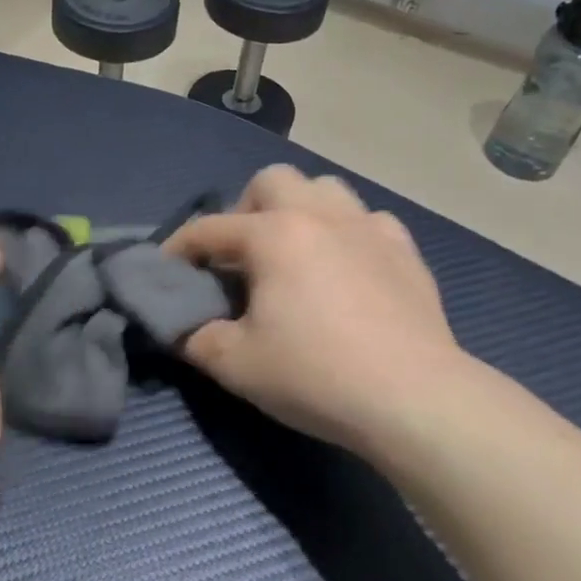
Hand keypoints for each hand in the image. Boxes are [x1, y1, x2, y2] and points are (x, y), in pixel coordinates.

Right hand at [165, 166, 482, 458]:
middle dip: (246, 209)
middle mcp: (320, 215)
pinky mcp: (405, 250)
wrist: (414, 398)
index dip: (179, 246)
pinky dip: (346, 233)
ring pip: (324, 189)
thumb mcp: (235, 364)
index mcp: (274, 235)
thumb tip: (181, 326)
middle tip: (242, 256)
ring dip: (299, 209)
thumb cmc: (316, 376)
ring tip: (294, 252)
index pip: (210, 229)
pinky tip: (346, 267)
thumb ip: (194, 337)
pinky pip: (366, 220)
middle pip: (272, 181)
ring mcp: (368, 228)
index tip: (166, 268)